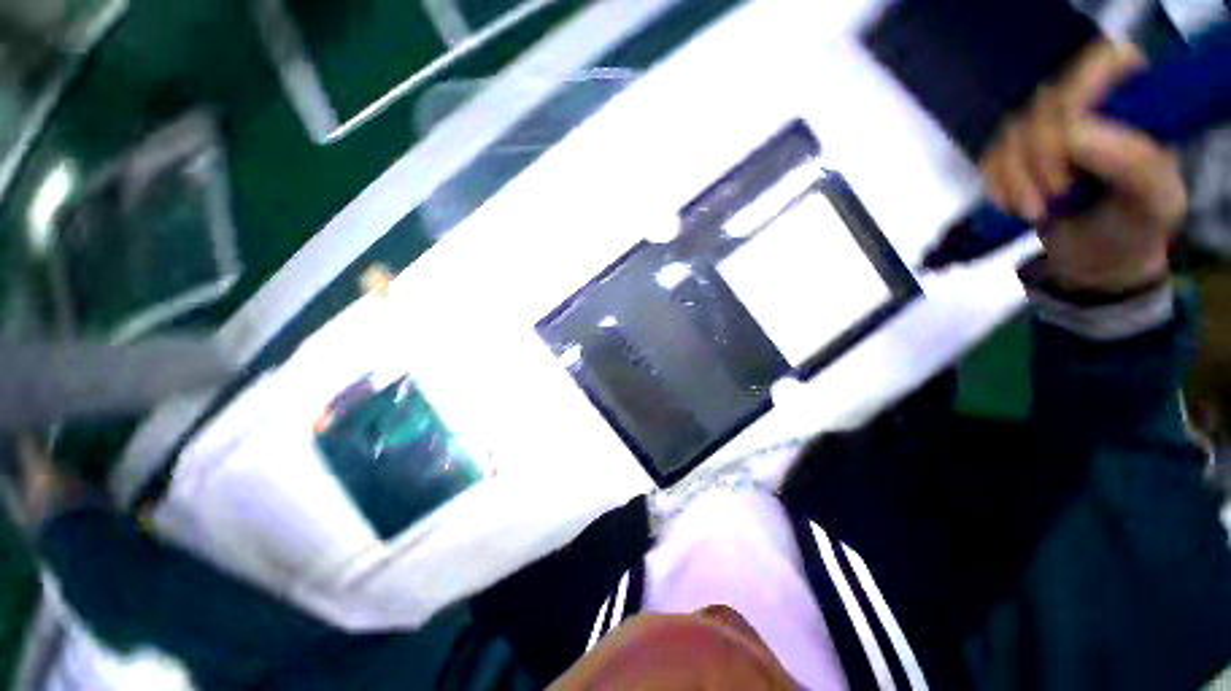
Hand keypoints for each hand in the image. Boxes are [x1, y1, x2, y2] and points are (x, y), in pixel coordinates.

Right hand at [981, 40, 1185, 292]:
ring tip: (1034, 214)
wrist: (1098, 257)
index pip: (1097, 67)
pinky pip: (990, 155)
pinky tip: (1013, 206)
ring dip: (1013, 181)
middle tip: (1044, 206)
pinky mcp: (1017, 148)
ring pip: (1011, 133)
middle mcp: (1093, 96)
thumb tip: (1073, 133)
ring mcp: (1049, 122)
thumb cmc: (1136, 227)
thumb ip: (1134, 163)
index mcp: (1137, 96)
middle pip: (1044, 104)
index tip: (1068, 172)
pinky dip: (996, 186)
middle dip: (1036, 161)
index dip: (1073, 112)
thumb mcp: (1155, 201)